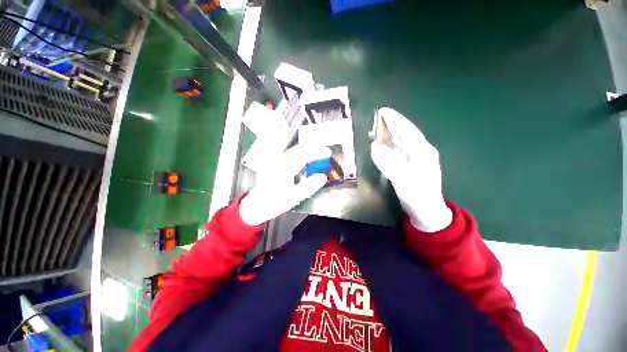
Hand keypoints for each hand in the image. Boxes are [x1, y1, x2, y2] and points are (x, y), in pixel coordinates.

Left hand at [239, 144, 330, 225]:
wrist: (257, 205)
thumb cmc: (275, 203)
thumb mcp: (294, 197)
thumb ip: (309, 186)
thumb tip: (323, 177)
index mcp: (284, 169)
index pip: (304, 155)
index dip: (318, 152)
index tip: (328, 153)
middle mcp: (278, 161)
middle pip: (298, 149)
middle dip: (313, 148)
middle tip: (325, 152)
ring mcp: (274, 161)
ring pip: (293, 150)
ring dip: (306, 150)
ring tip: (317, 154)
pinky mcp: (272, 163)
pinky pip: (288, 154)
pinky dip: (299, 154)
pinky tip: (304, 160)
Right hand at [370, 107, 451, 231]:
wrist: (430, 215)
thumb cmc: (418, 198)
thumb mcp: (403, 182)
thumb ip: (390, 163)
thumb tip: (375, 147)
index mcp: (422, 151)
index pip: (407, 130)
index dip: (395, 120)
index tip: (382, 111)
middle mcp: (424, 151)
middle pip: (408, 133)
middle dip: (394, 125)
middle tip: (377, 118)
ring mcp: (422, 159)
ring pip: (407, 141)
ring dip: (394, 133)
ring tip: (380, 128)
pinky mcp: (418, 167)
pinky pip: (406, 149)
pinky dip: (396, 144)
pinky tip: (389, 146)